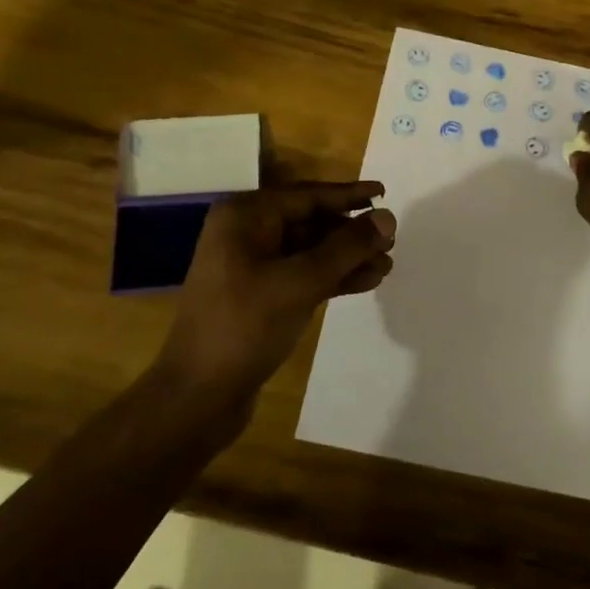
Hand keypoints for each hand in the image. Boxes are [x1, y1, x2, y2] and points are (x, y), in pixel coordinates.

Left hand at [157, 182, 395, 403]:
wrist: (198, 396)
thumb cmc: (246, 326)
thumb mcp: (301, 282)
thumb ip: (347, 247)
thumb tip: (387, 217)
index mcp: (245, 216)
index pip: (308, 196)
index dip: (349, 195)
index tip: (384, 192)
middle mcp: (246, 232)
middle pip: (311, 222)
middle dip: (351, 233)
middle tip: (391, 240)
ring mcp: (250, 265)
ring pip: (310, 251)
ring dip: (347, 257)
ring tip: (386, 265)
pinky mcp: (258, 295)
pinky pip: (302, 274)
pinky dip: (332, 277)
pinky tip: (365, 283)